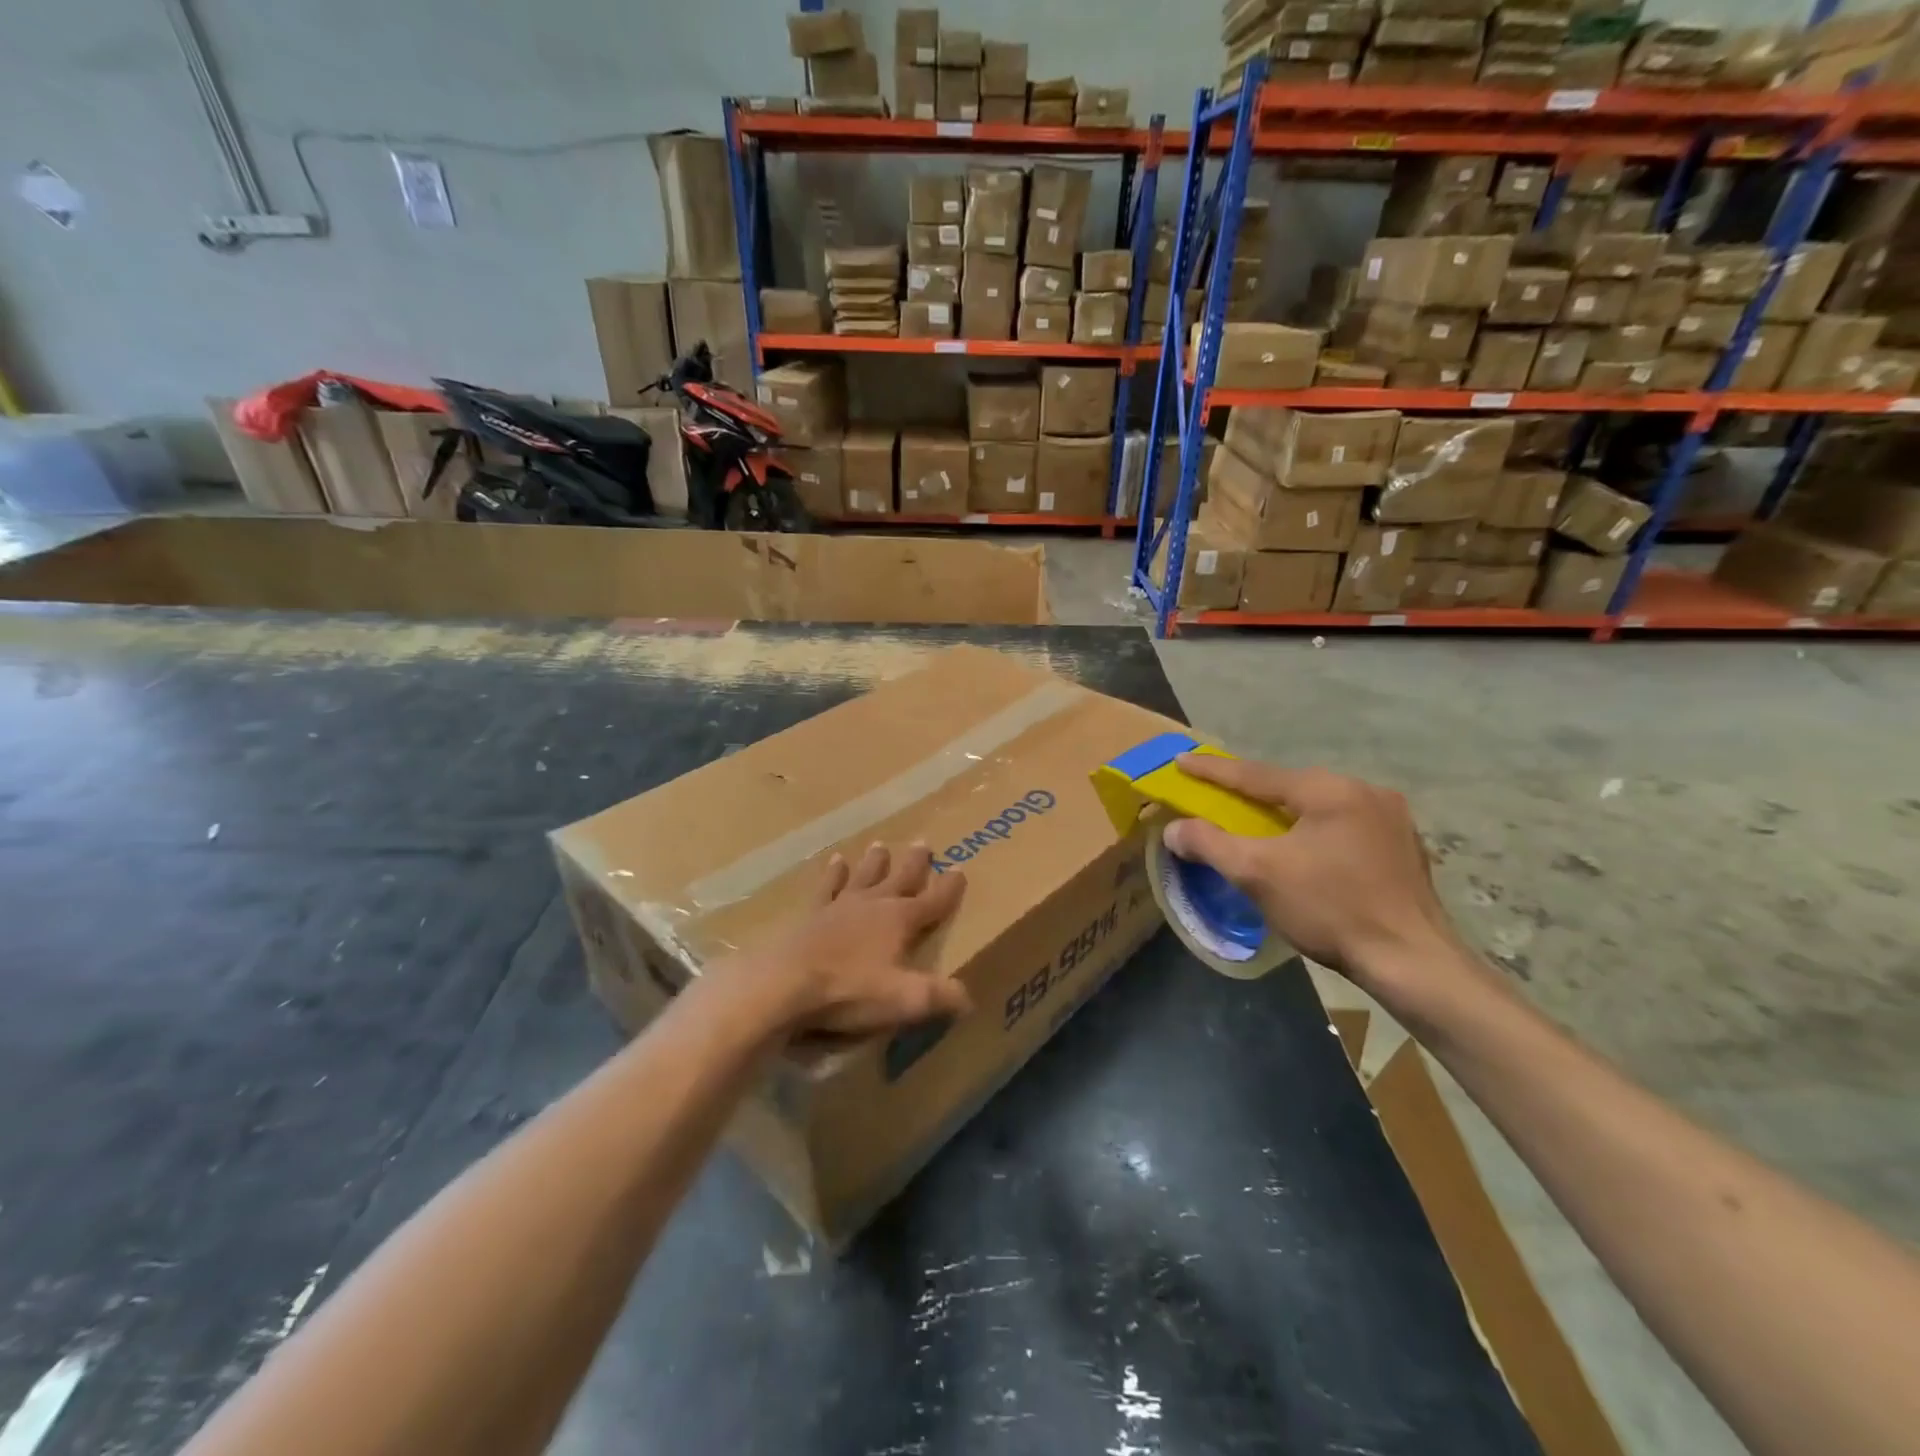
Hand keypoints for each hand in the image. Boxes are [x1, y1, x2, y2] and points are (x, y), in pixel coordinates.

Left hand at [728, 842, 971, 1037]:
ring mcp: (840, 906)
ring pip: (864, 876)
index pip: (933, 901)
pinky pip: (827, 888)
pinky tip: (835, 861)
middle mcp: (873, 905)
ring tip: (880, 845)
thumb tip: (969, 998)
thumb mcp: (904, 999)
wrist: (784, 984)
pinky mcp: (812, 915)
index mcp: (900, 920)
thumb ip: (940, 997)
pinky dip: (833, 875)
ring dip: (874, 863)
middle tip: (923, 843)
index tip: (960, 869)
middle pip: (899, 879)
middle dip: (914, 864)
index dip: (949, 888)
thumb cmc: (849, 990)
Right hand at [1161, 755, 1471, 1008]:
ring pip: (1320, 807)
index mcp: (1329, 790)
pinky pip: (1345, 827)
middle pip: (1291, 787)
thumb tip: (1174, 828)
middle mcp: (1364, 791)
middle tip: (1220, 797)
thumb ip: (1210, 844)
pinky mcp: (1405, 847)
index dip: (1212, 770)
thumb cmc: (1330, 909)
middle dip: (1252, 793)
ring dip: (1286, 814)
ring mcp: (1392, 819)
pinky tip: (1307, 853)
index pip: (1255, 775)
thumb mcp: (1257, 874)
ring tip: (1261, 826)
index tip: (1181, 760)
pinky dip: (1316, 832)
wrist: (1412, 962)